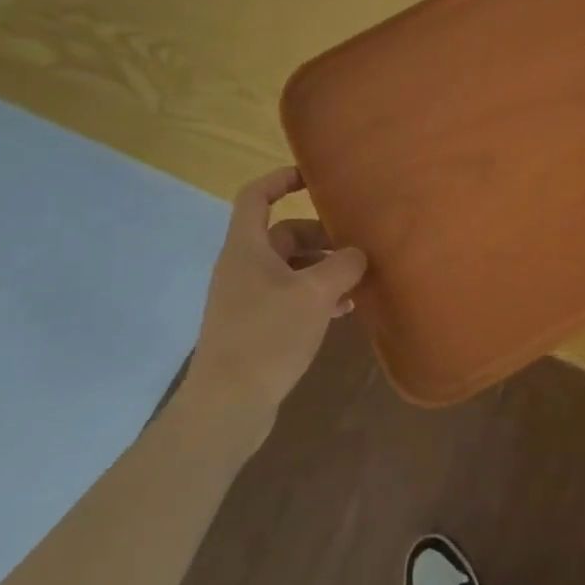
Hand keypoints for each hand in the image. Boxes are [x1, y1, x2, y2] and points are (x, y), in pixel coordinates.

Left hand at [179, 168, 366, 449]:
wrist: (227, 406)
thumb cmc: (268, 336)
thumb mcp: (316, 294)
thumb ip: (342, 265)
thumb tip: (357, 253)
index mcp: (247, 248)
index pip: (256, 196)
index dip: (281, 179)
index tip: (314, 178)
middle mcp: (243, 267)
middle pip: (283, 234)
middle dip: (320, 236)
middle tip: (355, 244)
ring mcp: (246, 298)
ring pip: (290, 268)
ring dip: (322, 268)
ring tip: (357, 280)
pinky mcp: (254, 327)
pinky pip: (289, 296)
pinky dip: (315, 295)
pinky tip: (343, 311)